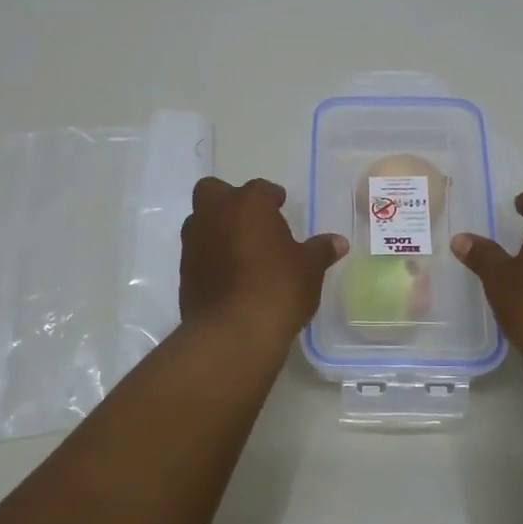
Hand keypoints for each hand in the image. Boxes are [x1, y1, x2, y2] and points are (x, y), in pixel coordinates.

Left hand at [180, 177, 346, 343]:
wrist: (232, 334)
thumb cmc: (277, 289)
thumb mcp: (309, 269)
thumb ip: (320, 250)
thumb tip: (338, 242)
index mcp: (248, 204)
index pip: (261, 189)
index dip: (272, 198)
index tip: (281, 208)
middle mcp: (215, 214)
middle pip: (214, 191)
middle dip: (230, 200)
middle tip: (253, 221)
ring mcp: (194, 242)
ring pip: (201, 220)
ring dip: (218, 228)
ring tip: (242, 250)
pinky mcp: (184, 271)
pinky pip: (198, 251)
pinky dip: (211, 256)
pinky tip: (230, 275)